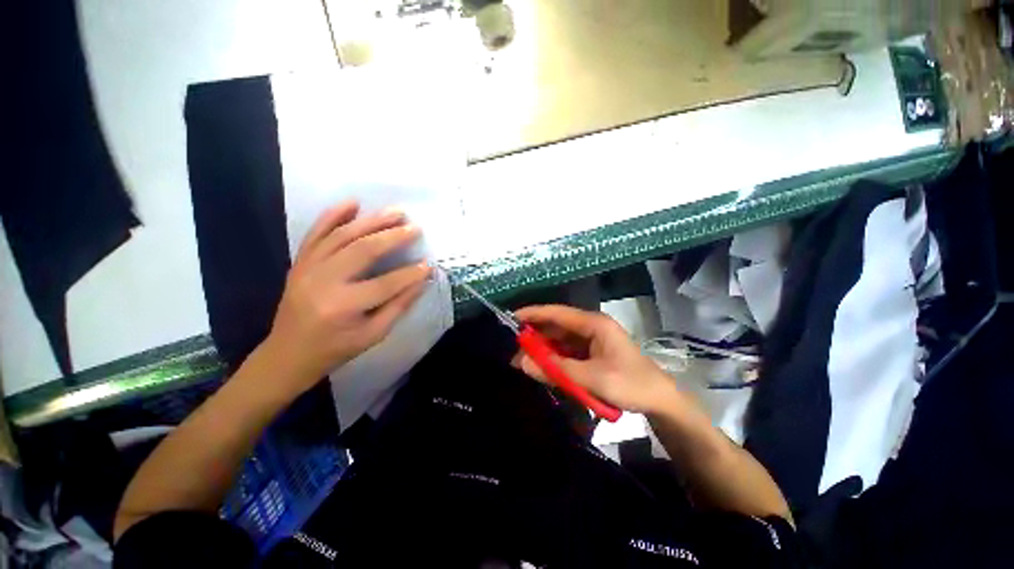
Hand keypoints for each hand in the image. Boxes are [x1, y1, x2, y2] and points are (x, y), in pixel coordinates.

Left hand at [260, 201, 431, 394]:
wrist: (288, 354)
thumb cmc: (335, 349)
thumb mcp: (373, 335)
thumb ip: (399, 306)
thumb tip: (422, 281)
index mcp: (344, 306)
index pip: (387, 283)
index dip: (411, 273)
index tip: (429, 264)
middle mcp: (324, 282)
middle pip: (363, 251)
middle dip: (393, 237)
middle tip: (415, 227)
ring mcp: (308, 268)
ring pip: (342, 236)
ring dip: (371, 221)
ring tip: (395, 211)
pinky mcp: (300, 263)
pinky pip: (316, 233)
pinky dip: (333, 215)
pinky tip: (352, 203)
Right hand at [513, 305, 683, 414]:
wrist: (660, 401)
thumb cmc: (630, 384)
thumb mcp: (592, 378)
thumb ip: (556, 369)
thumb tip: (522, 362)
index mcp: (593, 324)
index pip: (557, 313)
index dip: (533, 313)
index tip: (511, 318)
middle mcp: (590, 327)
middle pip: (556, 326)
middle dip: (534, 335)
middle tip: (512, 348)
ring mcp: (590, 341)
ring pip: (559, 340)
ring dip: (542, 349)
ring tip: (521, 360)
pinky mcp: (590, 353)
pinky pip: (566, 352)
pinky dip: (553, 359)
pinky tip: (541, 367)